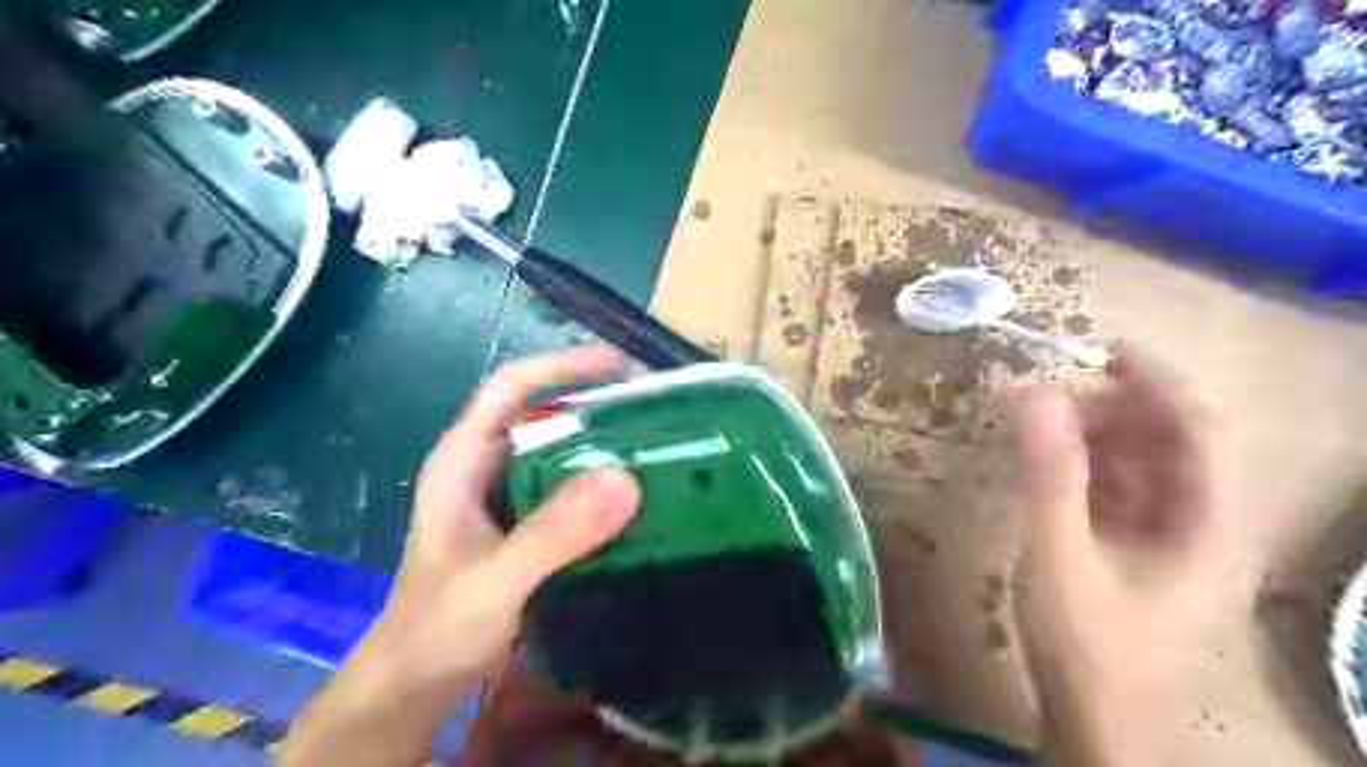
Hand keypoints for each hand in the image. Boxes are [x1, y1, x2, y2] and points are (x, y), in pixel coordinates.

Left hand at [346, 347, 637, 699]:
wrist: (418, 685)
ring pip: (561, 449)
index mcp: (463, 460)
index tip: (618, 365)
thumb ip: (553, 534)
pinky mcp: (529, 524)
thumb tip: (625, 480)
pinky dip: (603, 481)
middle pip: (542, 412)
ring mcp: (509, 496)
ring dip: (604, 440)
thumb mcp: (494, 579)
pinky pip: (571, 487)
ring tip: (656, 439)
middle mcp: (487, 466)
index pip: (510, 388)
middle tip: (653, 405)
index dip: (560, 366)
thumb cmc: (438, 628)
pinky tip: (638, 491)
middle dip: (594, 400)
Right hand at [1008, 351, 1235, 762]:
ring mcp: (1167, 541)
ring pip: (1140, 467)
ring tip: (1039, 430)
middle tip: (1047, 401)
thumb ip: (1050, 475)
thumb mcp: (1062, 557)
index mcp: (1205, 523)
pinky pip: (1117, 494)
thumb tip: (1035, 394)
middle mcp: (1198, 524)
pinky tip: (1047, 471)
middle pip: (1167, 443)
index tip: (1102, 348)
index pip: (1196, 427)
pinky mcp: (1134, 554)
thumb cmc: (1089, 648)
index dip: (1155, 381)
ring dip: (1093, 440)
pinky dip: (1084, 472)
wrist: (1098, 729)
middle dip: (1111, 411)